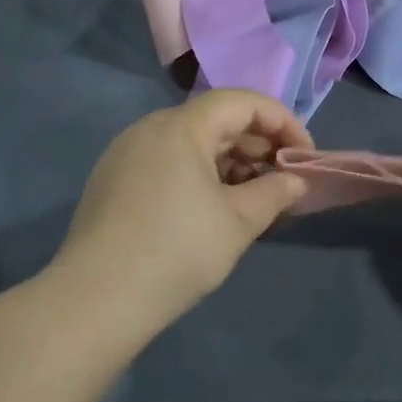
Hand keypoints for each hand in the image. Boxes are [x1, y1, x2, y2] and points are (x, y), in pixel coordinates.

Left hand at [56, 90, 312, 325]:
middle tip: (281, 180)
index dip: (282, 122)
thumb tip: (296, 181)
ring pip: (190, 142)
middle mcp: (150, 129)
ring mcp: (126, 154)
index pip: (242, 102)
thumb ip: (276, 192)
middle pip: (215, 119)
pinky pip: (167, 162)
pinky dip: (199, 174)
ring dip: (229, 162)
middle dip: (257, 144)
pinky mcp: (112, 181)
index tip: (304, 156)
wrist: (97, 300)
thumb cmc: (178, 251)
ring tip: (252, 198)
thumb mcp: (239, 222)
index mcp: (181, 127)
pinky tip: (211, 209)